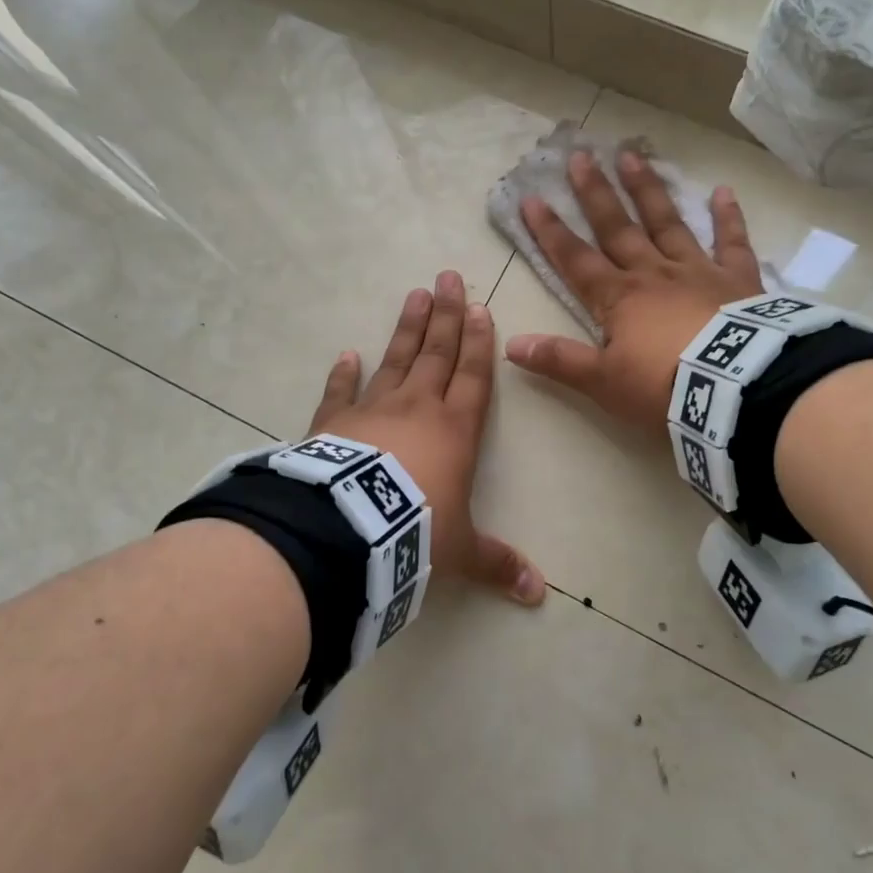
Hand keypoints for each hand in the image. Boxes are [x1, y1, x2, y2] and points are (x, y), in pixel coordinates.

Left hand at [310, 271, 545, 604]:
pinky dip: (343, 373)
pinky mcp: (334, 423)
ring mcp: (373, 410)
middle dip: (446, 316)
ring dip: (407, 328)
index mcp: (455, 430)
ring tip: (415, 294)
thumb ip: (497, 564)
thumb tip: (538, 595)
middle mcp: (418, 408)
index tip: (480, 308)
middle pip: (437, 353)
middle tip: (447, 277)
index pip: (474, 377)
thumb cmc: (416, 531)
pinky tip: (347, 353)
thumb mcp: (460, 551)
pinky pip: (341, 392)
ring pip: (395, 360)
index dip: (479, 344)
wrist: (349, 530)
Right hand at [504, 149, 761, 432]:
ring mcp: (696, 271)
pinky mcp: (737, 280)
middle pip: (617, 228)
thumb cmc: (663, 387)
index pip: (575, 259)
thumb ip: (560, 361)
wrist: (734, 389)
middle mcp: (652, 274)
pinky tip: (723, 191)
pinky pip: (731, 243)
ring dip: (648, 191)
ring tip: (632, 155)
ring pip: (667, 223)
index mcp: (618, 298)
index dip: (551, 231)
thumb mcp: (603, 382)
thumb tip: (511, 346)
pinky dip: (728, 218)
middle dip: (595, 194)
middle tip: (580, 156)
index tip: (532, 198)